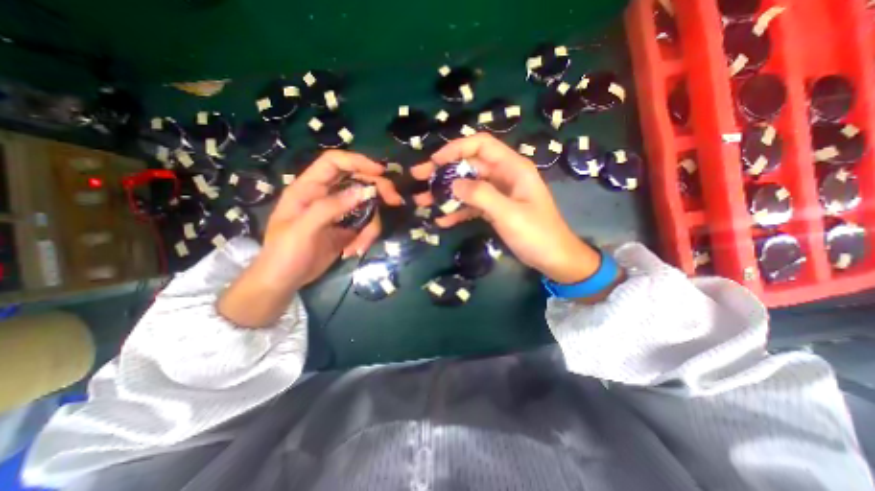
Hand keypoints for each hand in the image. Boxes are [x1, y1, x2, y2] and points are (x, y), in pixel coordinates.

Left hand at [223, 150, 406, 324]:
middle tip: (395, 200)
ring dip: (370, 226)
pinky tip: (353, 251)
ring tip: (359, 247)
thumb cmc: (285, 253)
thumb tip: (365, 191)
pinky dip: (366, 237)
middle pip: (358, 181)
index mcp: (309, 188)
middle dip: (378, 190)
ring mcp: (340, 212)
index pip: (334, 162)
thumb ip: (331, 207)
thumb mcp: (304, 229)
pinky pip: (367, 225)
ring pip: (367, 206)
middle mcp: (326, 195)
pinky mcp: (348, 227)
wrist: (285, 280)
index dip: (357, 161)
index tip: (380, 172)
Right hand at [413, 133, 601, 285]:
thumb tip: (453, 183)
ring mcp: (498, 194)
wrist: (554, 259)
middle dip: (443, 171)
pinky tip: (441, 221)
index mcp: (512, 168)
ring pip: (466, 186)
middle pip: (468, 165)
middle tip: (418, 178)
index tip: (434, 162)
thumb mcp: (509, 214)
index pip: (481, 145)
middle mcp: (503, 176)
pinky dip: (456, 211)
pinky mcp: (494, 209)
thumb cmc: (537, 234)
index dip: (456, 148)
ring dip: (445, 193)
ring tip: (422, 201)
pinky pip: (471, 205)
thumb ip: (481, 195)